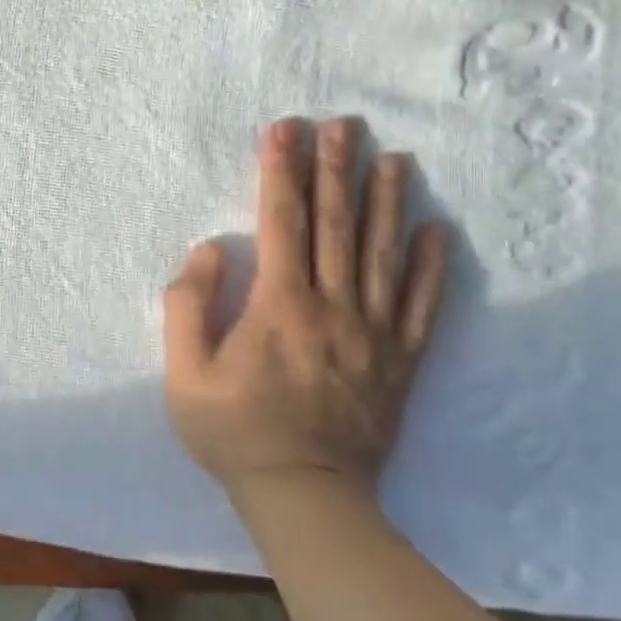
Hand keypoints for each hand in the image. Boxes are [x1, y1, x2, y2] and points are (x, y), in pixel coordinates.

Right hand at [163, 117, 449, 505]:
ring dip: (387, 203)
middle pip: (336, 226)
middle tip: (343, 125)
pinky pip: (421, 306)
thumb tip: (210, 250)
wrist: (304, 495)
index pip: (281, 223)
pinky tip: (435, 232)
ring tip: (393, 159)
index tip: (284, 131)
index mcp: (279, 307)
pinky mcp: (400, 361)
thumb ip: (189, 307)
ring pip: (382, 255)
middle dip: (336, 170)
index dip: (281, 172)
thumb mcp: (185, 374)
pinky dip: (430, 266)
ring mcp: (373, 334)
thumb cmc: (233, 431)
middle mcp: (332, 308)